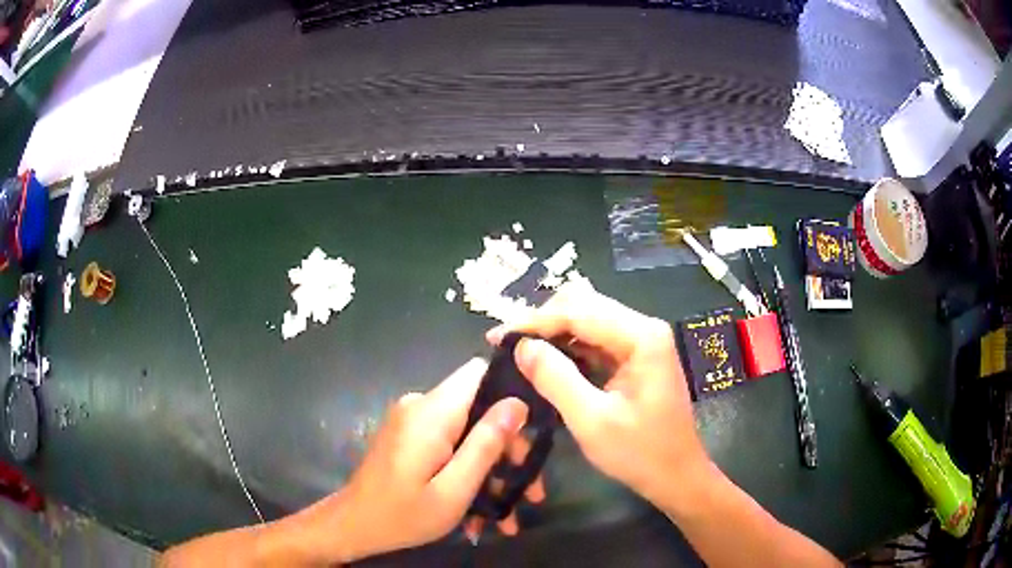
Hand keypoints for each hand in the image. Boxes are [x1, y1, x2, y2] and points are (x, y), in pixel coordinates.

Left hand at [332, 357, 533, 560]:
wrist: (355, 526)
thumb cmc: (403, 515)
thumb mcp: (454, 489)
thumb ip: (485, 444)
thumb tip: (518, 404)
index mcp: (430, 413)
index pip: (478, 373)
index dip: (510, 391)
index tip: (533, 428)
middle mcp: (420, 406)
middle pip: (478, 407)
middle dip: (507, 447)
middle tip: (527, 490)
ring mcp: (412, 421)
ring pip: (467, 430)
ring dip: (489, 467)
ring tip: (506, 512)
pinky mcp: (409, 436)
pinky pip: (449, 442)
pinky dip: (466, 468)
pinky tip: (479, 508)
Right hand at [487, 282, 711, 508]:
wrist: (676, 476)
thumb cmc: (640, 453)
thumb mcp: (592, 420)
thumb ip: (555, 379)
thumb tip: (521, 346)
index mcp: (641, 337)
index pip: (578, 311)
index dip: (534, 321)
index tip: (497, 338)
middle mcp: (644, 328)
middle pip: (584, 306)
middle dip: (543, 322)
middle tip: (506, 345)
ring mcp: (641, 341)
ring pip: (588, 320)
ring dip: (553, 333)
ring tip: (520, 352)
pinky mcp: (635, 356)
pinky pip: (595, 340)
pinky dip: (568, 347)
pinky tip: (546, 362)